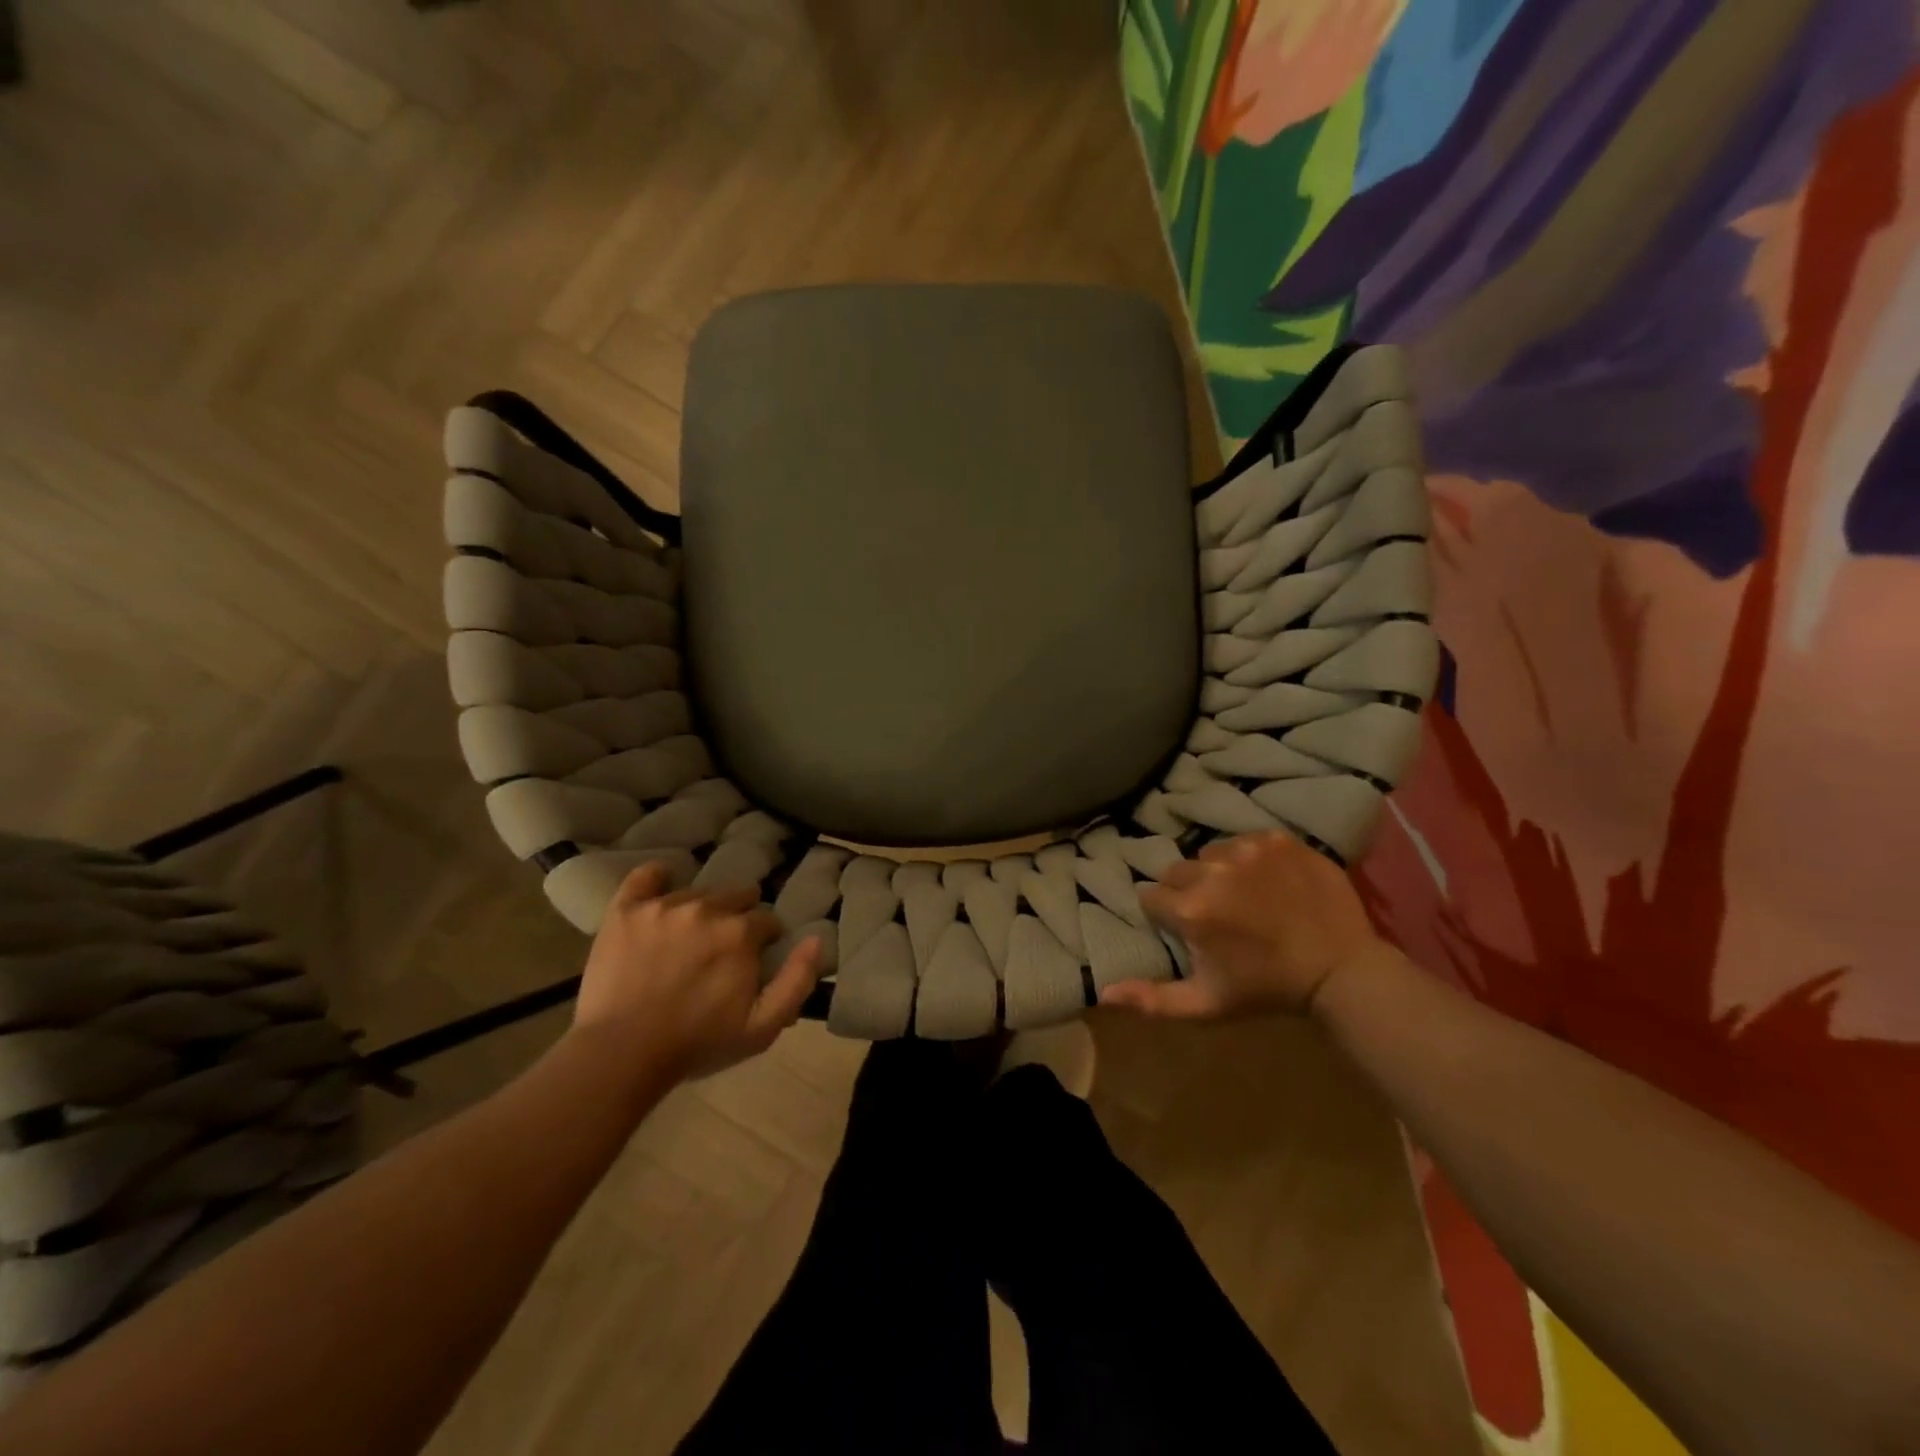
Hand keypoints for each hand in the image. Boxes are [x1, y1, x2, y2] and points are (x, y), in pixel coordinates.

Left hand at [571, 863, 823, 1080]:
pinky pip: (644, 877)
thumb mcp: (763, 1026)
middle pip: (735, 897)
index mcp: (740, 932)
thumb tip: (815, 939)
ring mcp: (663, 906)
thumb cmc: (697, 1043)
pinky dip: (656, 878)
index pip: (766, 920)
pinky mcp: (625, 911)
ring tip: (689, 937)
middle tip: (722, 949)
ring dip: (701, 909)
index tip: (753, 961)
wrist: (620, 1055)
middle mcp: (706, 908)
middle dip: (736, 918)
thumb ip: (797, 980)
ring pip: (696, 892)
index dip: (764, 940)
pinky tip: (660, 886)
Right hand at [1100, 831, 1385, 1019]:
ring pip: (1209, 853)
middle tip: (1217, 915)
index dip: (1166, 916)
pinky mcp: (1277, 839)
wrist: (1341, 968)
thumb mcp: (1207, 1004)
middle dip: (1188, 891)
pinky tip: (1269, 882)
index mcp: (1191, 909)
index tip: (1188, 931)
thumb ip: (1153, 999)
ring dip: (1217, 872)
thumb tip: (1104, 992)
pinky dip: (1249, 859)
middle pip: (1177, 872)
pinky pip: (1244, 841)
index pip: (1152, 897)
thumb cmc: (1267, 988)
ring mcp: (1247, 850)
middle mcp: (1212, 871)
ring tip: (1244, 896)